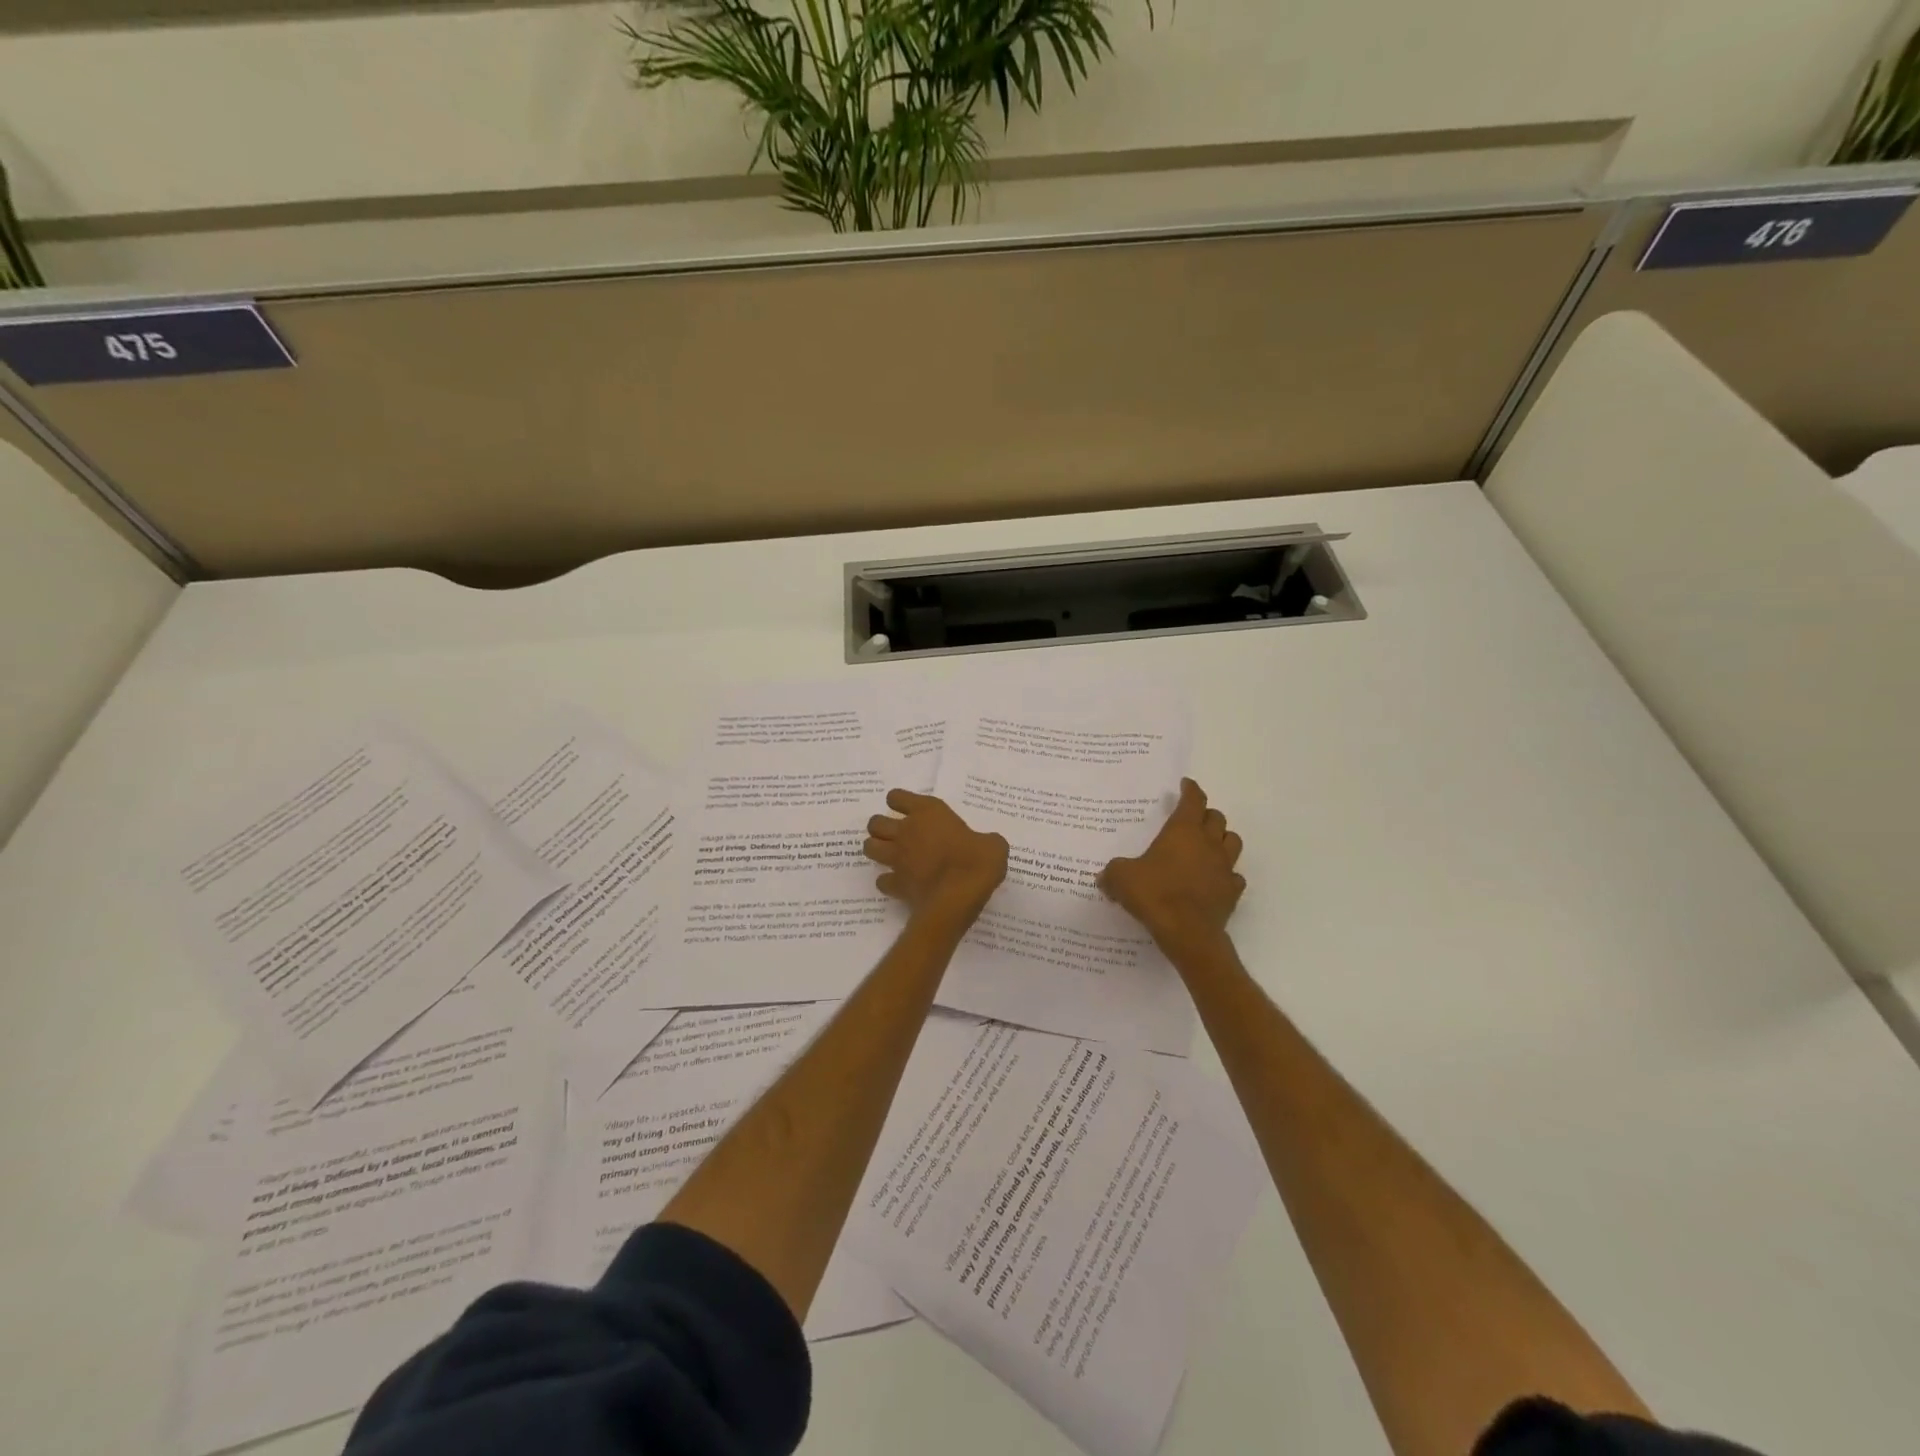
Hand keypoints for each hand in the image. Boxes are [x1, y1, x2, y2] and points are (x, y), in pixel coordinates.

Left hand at [864, 790, 1008, 922]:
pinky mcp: (896, 884)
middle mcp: (906, 831)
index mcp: (928, 812)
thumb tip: (986, 845)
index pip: (897, 797)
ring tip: (891, 855)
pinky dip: (888, 881)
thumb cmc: (977, 861)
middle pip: (875, 823)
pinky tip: (900, 884)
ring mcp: (897, 858)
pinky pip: (882, 880)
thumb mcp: (992, 844)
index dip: (899, 802)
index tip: (908, 810)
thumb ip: (984, 840)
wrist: (959, 896)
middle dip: (881, 828)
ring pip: (870, 847)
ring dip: (877, 850)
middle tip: (897, 835)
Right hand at [1099, 778, 1244, 951]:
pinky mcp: (1232, 891)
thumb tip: (1104, 876)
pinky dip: (1226, 874)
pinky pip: (1234, 876)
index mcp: (1183, 831)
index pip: (1193, 800)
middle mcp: (1208, 843)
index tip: (1186, 784)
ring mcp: (1224, 867)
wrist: (1187, 932)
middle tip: (1193, 819)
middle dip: (1206, 814)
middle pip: (1217, 818)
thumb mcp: (1121, 879)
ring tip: (1208, 845)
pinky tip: (1214, 880)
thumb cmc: (1154, 894)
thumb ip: (1113, 872)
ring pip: (1232, 841)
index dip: (1191, 790)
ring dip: (1222, 839)